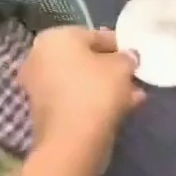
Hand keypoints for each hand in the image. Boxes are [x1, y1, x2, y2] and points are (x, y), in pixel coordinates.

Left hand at [19, 26, 142, 161]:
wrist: (72, 141)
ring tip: (134, 96)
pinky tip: (122, 108)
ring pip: (81, 81)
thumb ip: (127, 57)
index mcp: (55, 37)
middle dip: (112, 68)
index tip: (136, 56)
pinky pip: (75, 98)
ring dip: (107, 86)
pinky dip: (95, 101)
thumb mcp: (122, 66)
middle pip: (86, 59)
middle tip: (134, 77)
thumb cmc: (96, 91)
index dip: (119, 45)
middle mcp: (40, 57)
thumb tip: (128, 57)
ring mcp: (39, 85)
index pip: (94, 35)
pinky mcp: (44, 111)